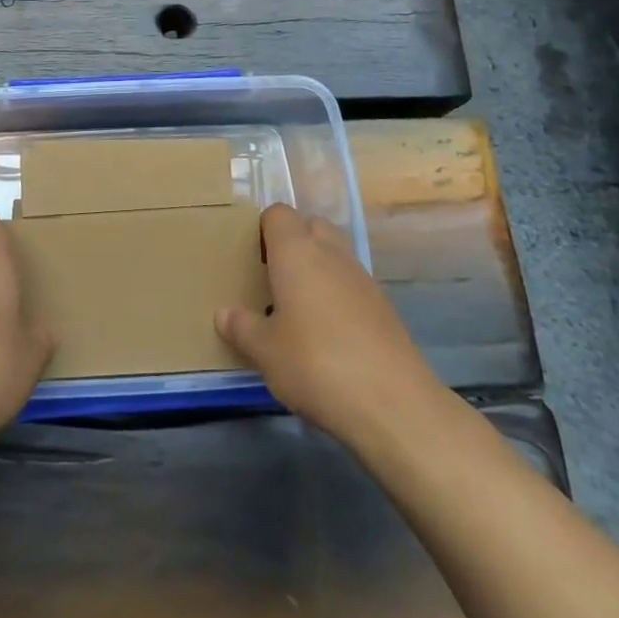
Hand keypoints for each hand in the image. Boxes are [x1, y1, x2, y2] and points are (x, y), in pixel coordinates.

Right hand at [216, 204, 448, 447]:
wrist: (394, 404)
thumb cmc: (315, 364)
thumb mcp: (265, 352)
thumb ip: (242, 327)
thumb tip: (224, 313)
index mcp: (296, 251)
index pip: (278, 213)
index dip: (263, 229)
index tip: (252, 260)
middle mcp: (330, 253)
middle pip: (311, 225)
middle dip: (293, 242)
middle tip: (274, 279)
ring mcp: (362, 278)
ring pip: (335, 254)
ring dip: (317, 269)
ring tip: (298, 309)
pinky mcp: (384, 306)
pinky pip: (352, 284)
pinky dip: (338, 295)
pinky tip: (328, 334)